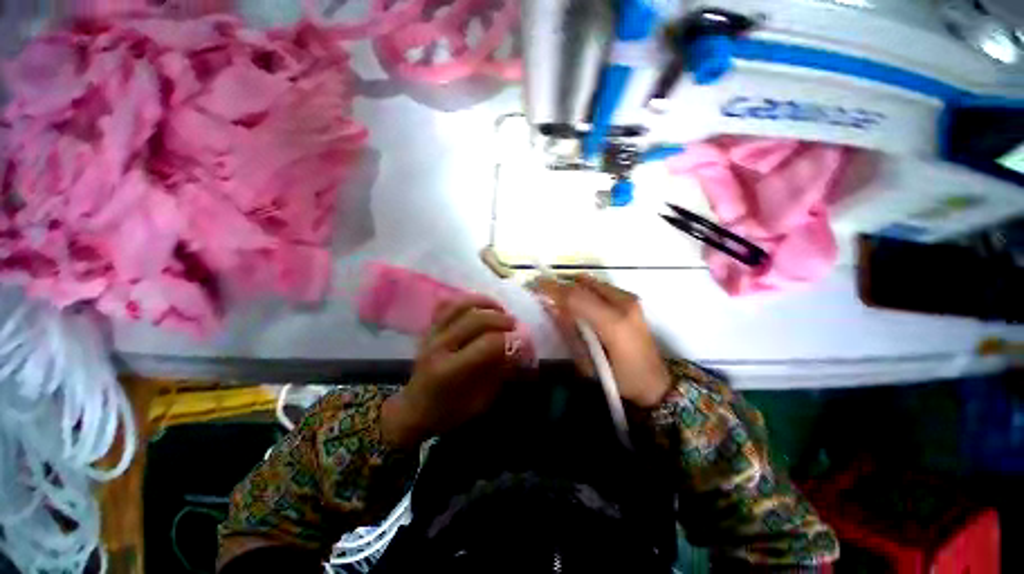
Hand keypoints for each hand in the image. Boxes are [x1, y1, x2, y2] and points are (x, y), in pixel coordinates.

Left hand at [382, 295, 516, 447]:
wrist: (414, 409)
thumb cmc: (449, 412)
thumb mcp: (480, 402)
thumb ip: (499, 373)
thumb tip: (517, 349)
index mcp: (450, 371)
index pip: (487, 344)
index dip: (510, 340)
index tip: (524, 340)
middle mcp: (439, 347)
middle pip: (475, 319)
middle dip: (501, 319)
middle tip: (515, 325)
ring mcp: (431, 334)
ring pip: (461, 306)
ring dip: (486, 304)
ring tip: (500, 310)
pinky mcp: (429, 328)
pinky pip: (448, 305)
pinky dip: (466, 301)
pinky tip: (480, 305)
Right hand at [536, 275, 671, 408]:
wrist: (656, 383)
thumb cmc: (619, 380)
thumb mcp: (587, 363)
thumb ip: (568, 332)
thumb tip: (552, 308)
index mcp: (613, 323)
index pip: (576, 297)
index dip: (553, 289)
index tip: (536, 285)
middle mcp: (624, 304)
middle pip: (583, 285)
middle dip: (561, 286)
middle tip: (545, 292)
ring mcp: (630, 299)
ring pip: (592, 282)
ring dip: (573, 288)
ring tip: (561, 300)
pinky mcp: (632, 299)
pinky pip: (601, 287)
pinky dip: (586, 291)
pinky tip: (581, 304)